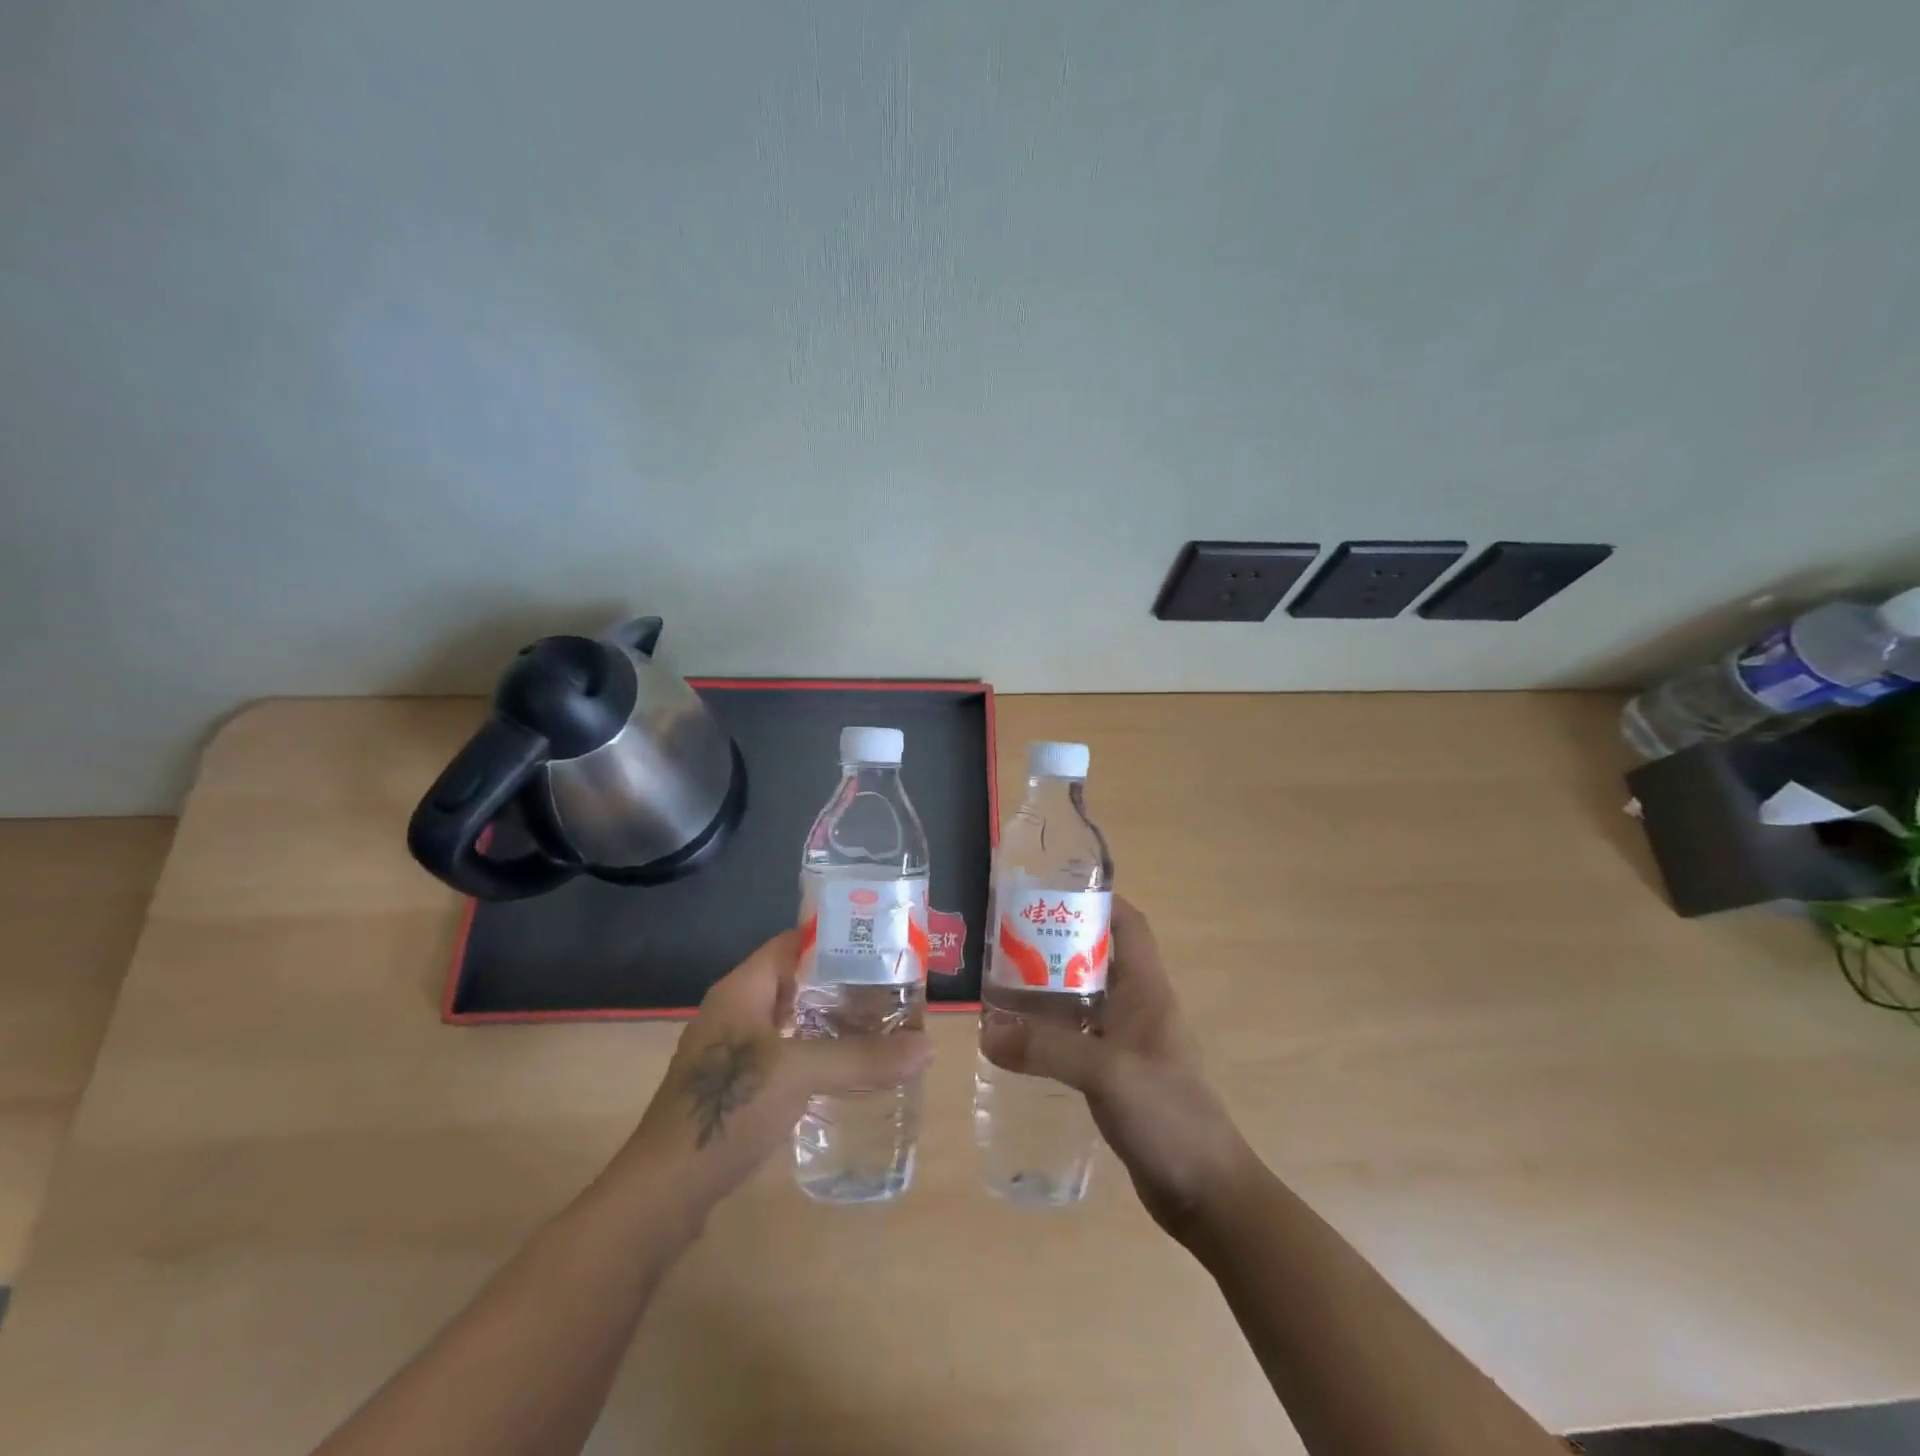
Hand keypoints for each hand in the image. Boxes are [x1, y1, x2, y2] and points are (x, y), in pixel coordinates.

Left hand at [617, 929, 933, 1218]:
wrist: (664, 1190)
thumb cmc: (728, 1108)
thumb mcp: (800, 1073)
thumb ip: (862, 1058)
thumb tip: (927, 1047)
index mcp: (741, 989)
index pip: (791, 943)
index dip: (832, 939)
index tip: (878, 945)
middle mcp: (733, 1010)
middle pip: (793, 982)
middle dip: (839, 983)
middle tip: (888, 989)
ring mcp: (730, 1050)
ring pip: (788, 1020)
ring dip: (826, 1021)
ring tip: (876, 1025)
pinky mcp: (732, 1086)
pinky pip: (780, 1053)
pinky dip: (811, 1052)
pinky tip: (842, 1068)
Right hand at [980, 897, 1250, 1232]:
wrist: (1206, 1192)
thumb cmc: (1168, 1115)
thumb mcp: (1106, 1072)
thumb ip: (1047, 1048)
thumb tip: (987, 1031)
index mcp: (1147, 989)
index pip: (1129, 925)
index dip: (1098, 901)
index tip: (1052, 893)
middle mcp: (1138, 1008)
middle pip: (1096, 959)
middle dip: (1055, 947)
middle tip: (1006, 944)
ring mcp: (1128, 1043)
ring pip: (1083, 1001)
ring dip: (1047, 993)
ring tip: (998, 989)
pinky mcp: (1116, 1076)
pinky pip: (1078, 1039)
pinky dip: (1050, 1033)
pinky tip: (1017, 1042)